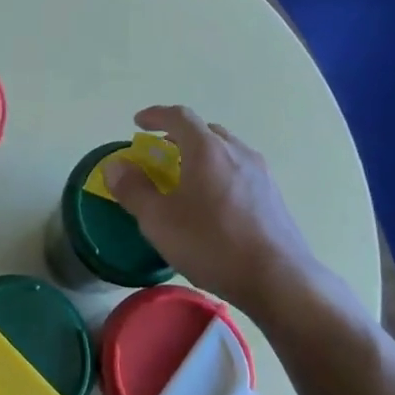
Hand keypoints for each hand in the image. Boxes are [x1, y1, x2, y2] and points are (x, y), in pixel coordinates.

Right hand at [103, 105, 321, 314]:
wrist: (280, 280)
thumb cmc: (213, 243)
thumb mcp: (159, 221)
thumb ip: (133, 189)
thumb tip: (115, 166)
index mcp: (207, 149)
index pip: (179, 116)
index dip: (156, 115)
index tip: (139, 123)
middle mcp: (236, 151)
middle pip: (205, 131)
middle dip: (179, 136)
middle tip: (161, 153)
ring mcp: (260, 173)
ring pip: (225, 150)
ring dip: (202, 155)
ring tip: (187, 178)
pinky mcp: (274, 196)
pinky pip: (240, 171)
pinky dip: (220, 173)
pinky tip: (214, 203)